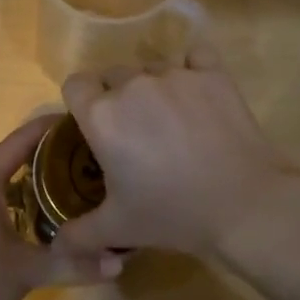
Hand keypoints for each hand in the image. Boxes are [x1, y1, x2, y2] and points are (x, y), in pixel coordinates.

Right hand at [52, 47, 299, 261]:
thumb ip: (78, 234)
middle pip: (112, 75)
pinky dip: (192, 67)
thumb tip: (55, 244)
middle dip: (117, 97)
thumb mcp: (117, 229)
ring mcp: (176, 74)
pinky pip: (195, 55)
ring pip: (151, 68)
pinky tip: (197, 91)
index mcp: (102, 115)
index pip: (75, 84)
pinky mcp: (213, 74)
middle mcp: (133, 84)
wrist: (244, 205)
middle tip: (134, 132)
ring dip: (152, 88)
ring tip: (171, 121)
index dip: (80, 102)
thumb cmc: (172, 213)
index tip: (94, 127)